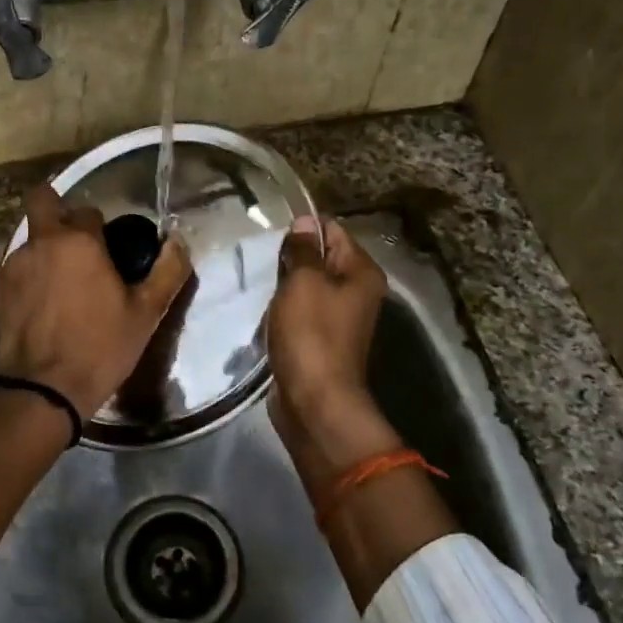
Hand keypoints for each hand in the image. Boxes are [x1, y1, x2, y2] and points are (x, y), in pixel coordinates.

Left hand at [0, 185, 192, 418]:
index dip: (101, 228)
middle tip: (76, 245)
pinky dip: (29, 279)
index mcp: (78, 241)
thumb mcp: (146, 314)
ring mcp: (12, 265)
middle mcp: (40, 242)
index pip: (89, 211)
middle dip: (57, 211)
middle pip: (42, 201)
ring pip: (30, 241)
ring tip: (61, 289)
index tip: (109, 252)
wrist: (42, 391)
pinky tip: (41, 309)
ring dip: (45, 252)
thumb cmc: (100, 348)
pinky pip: (16, 270)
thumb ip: (167, 271)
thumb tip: (177, 242)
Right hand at [265, 216, 398, 484]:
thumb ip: (303, 249)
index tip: (273, 234)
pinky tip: (266, 310)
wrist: (314, 401)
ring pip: (307, 286)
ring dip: (284, 285)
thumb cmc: (311, 334)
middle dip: (291, 258)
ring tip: (261, 284)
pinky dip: (284, 309)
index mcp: (362, 273)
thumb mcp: (304, 282)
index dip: (303, 228)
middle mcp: (357, 292)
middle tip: (262, 260)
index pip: (332, 230)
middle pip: (321, 258)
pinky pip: (300, 311)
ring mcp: (339, 317)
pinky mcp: (320, 338)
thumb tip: (304, 222)